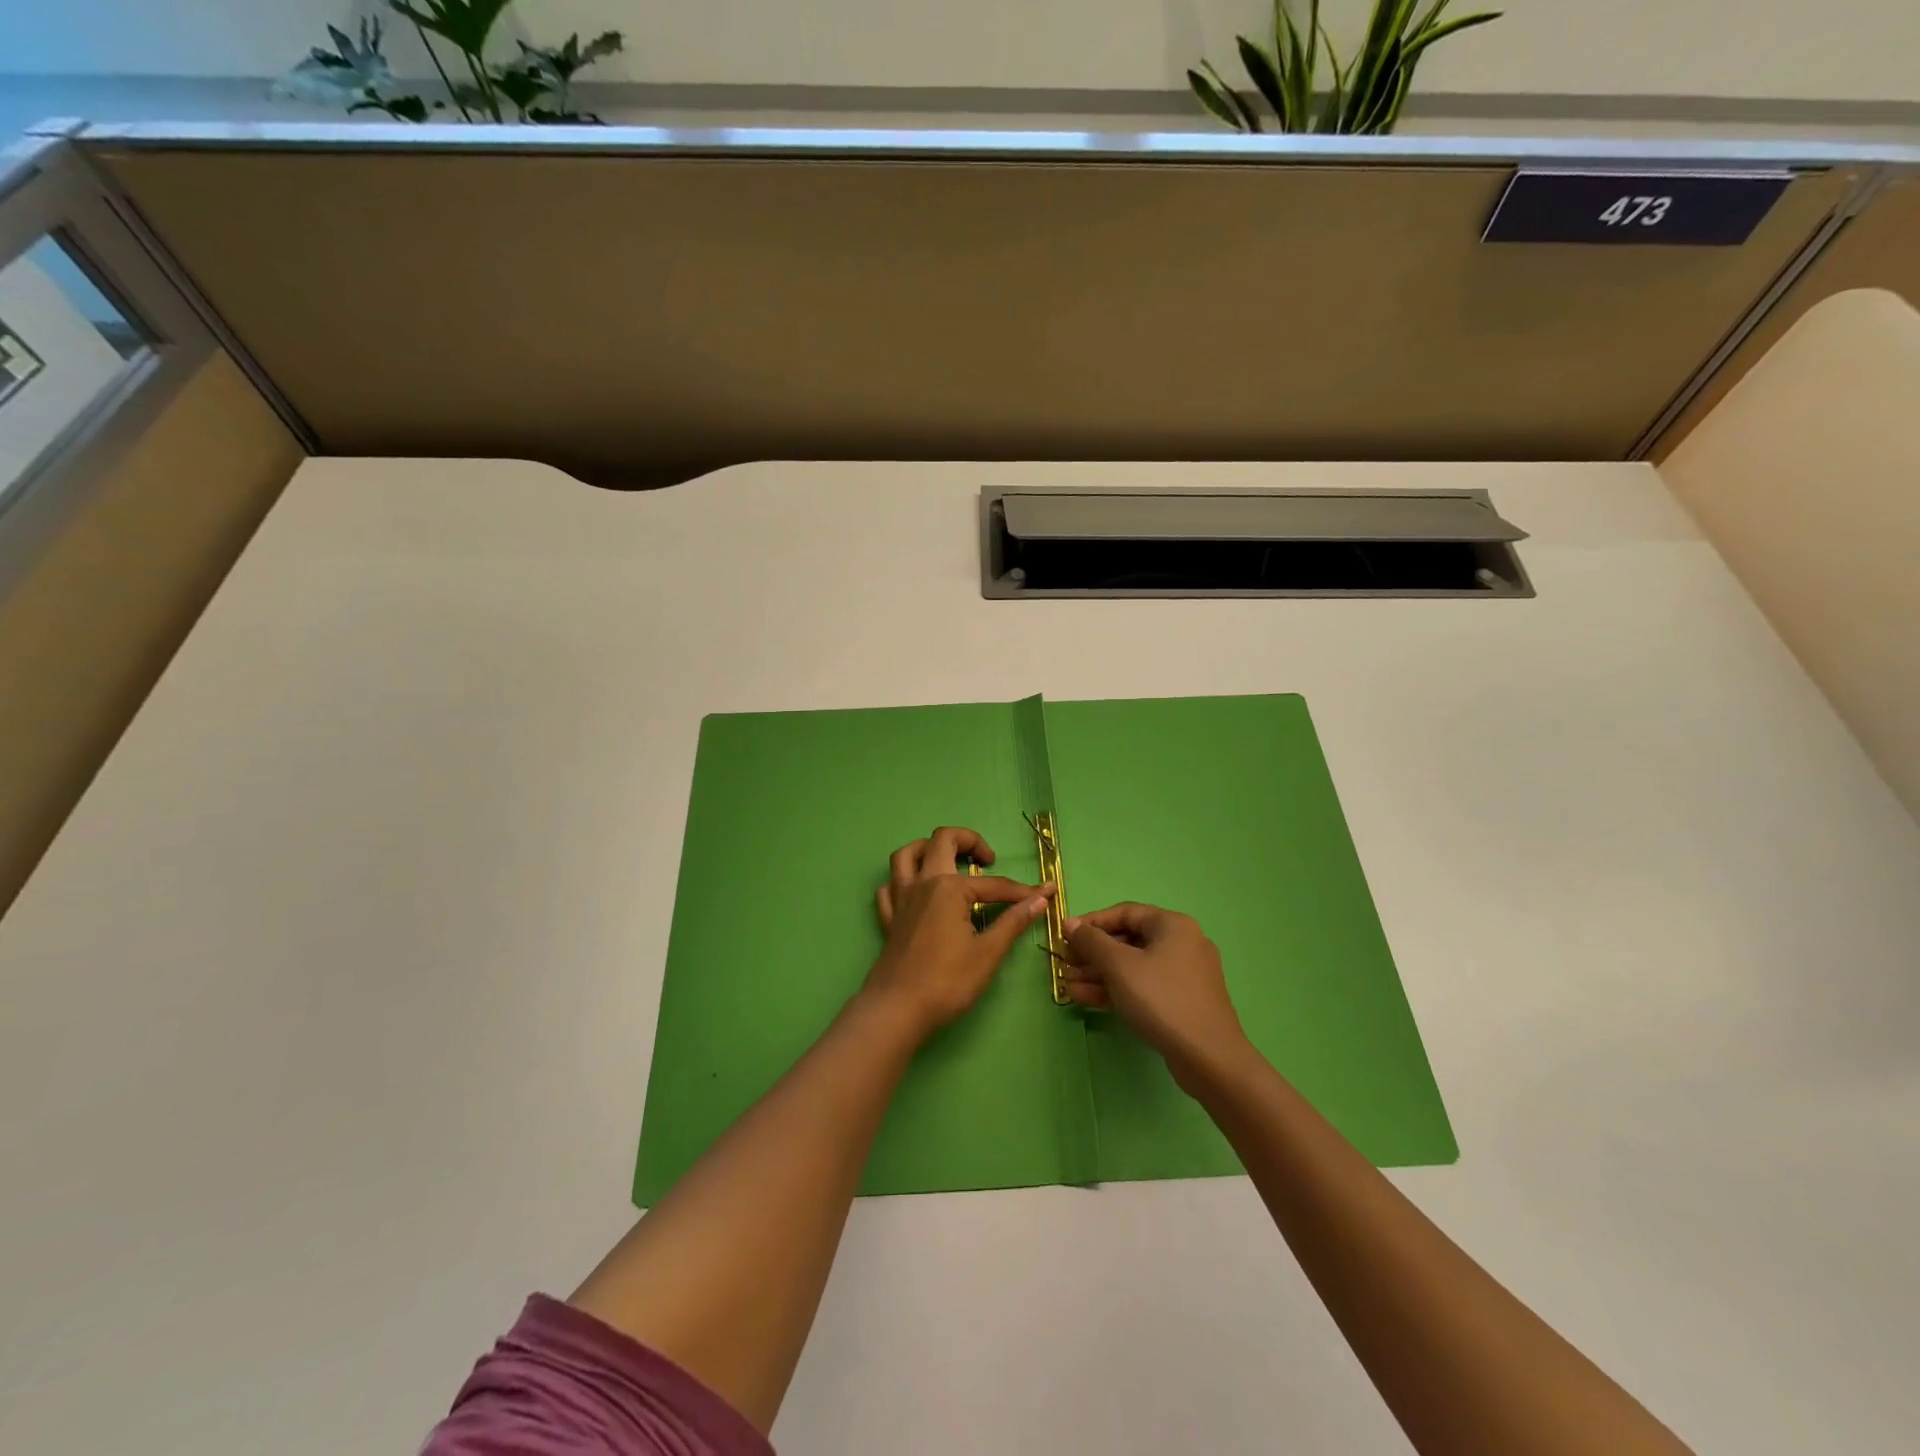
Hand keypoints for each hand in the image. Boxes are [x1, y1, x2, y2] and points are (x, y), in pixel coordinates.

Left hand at [866, 827, 1052, 1038]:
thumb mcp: (988, 953)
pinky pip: (890, 886)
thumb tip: (1040, 899)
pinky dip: (903, 881)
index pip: (993, 884)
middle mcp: (923, 883)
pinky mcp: (889, 918)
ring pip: (907, 855)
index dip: (1021, 890)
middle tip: (987, 860)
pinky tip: (917, 892)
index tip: (1044, 893)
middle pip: (942, 840)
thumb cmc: (947, 981)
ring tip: (949, 861)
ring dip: (928, 848)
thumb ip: (1013, 921)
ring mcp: (901, 899)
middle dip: (969, 841)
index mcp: (949, 888)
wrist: (898, 1009)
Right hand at [1062, 903, 1251, 1090]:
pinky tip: (1086, 998)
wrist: (1208, 1058)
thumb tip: (1070, 923)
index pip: (1124, 913)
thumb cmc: (1161, 999)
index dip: (1092, 923)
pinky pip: (1143, 986)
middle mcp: (1181, 943)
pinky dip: (1116, 990)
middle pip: (1128, 941)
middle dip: (1092, 954)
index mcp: (1172, 925)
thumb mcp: (1119, 966)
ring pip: (1133, 967)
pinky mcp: (1181, 1001)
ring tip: (1067, 985)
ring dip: (1099, 974)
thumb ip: (1091, 941)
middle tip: (1065, 965)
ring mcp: (1183, 975)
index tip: (1065, 937)